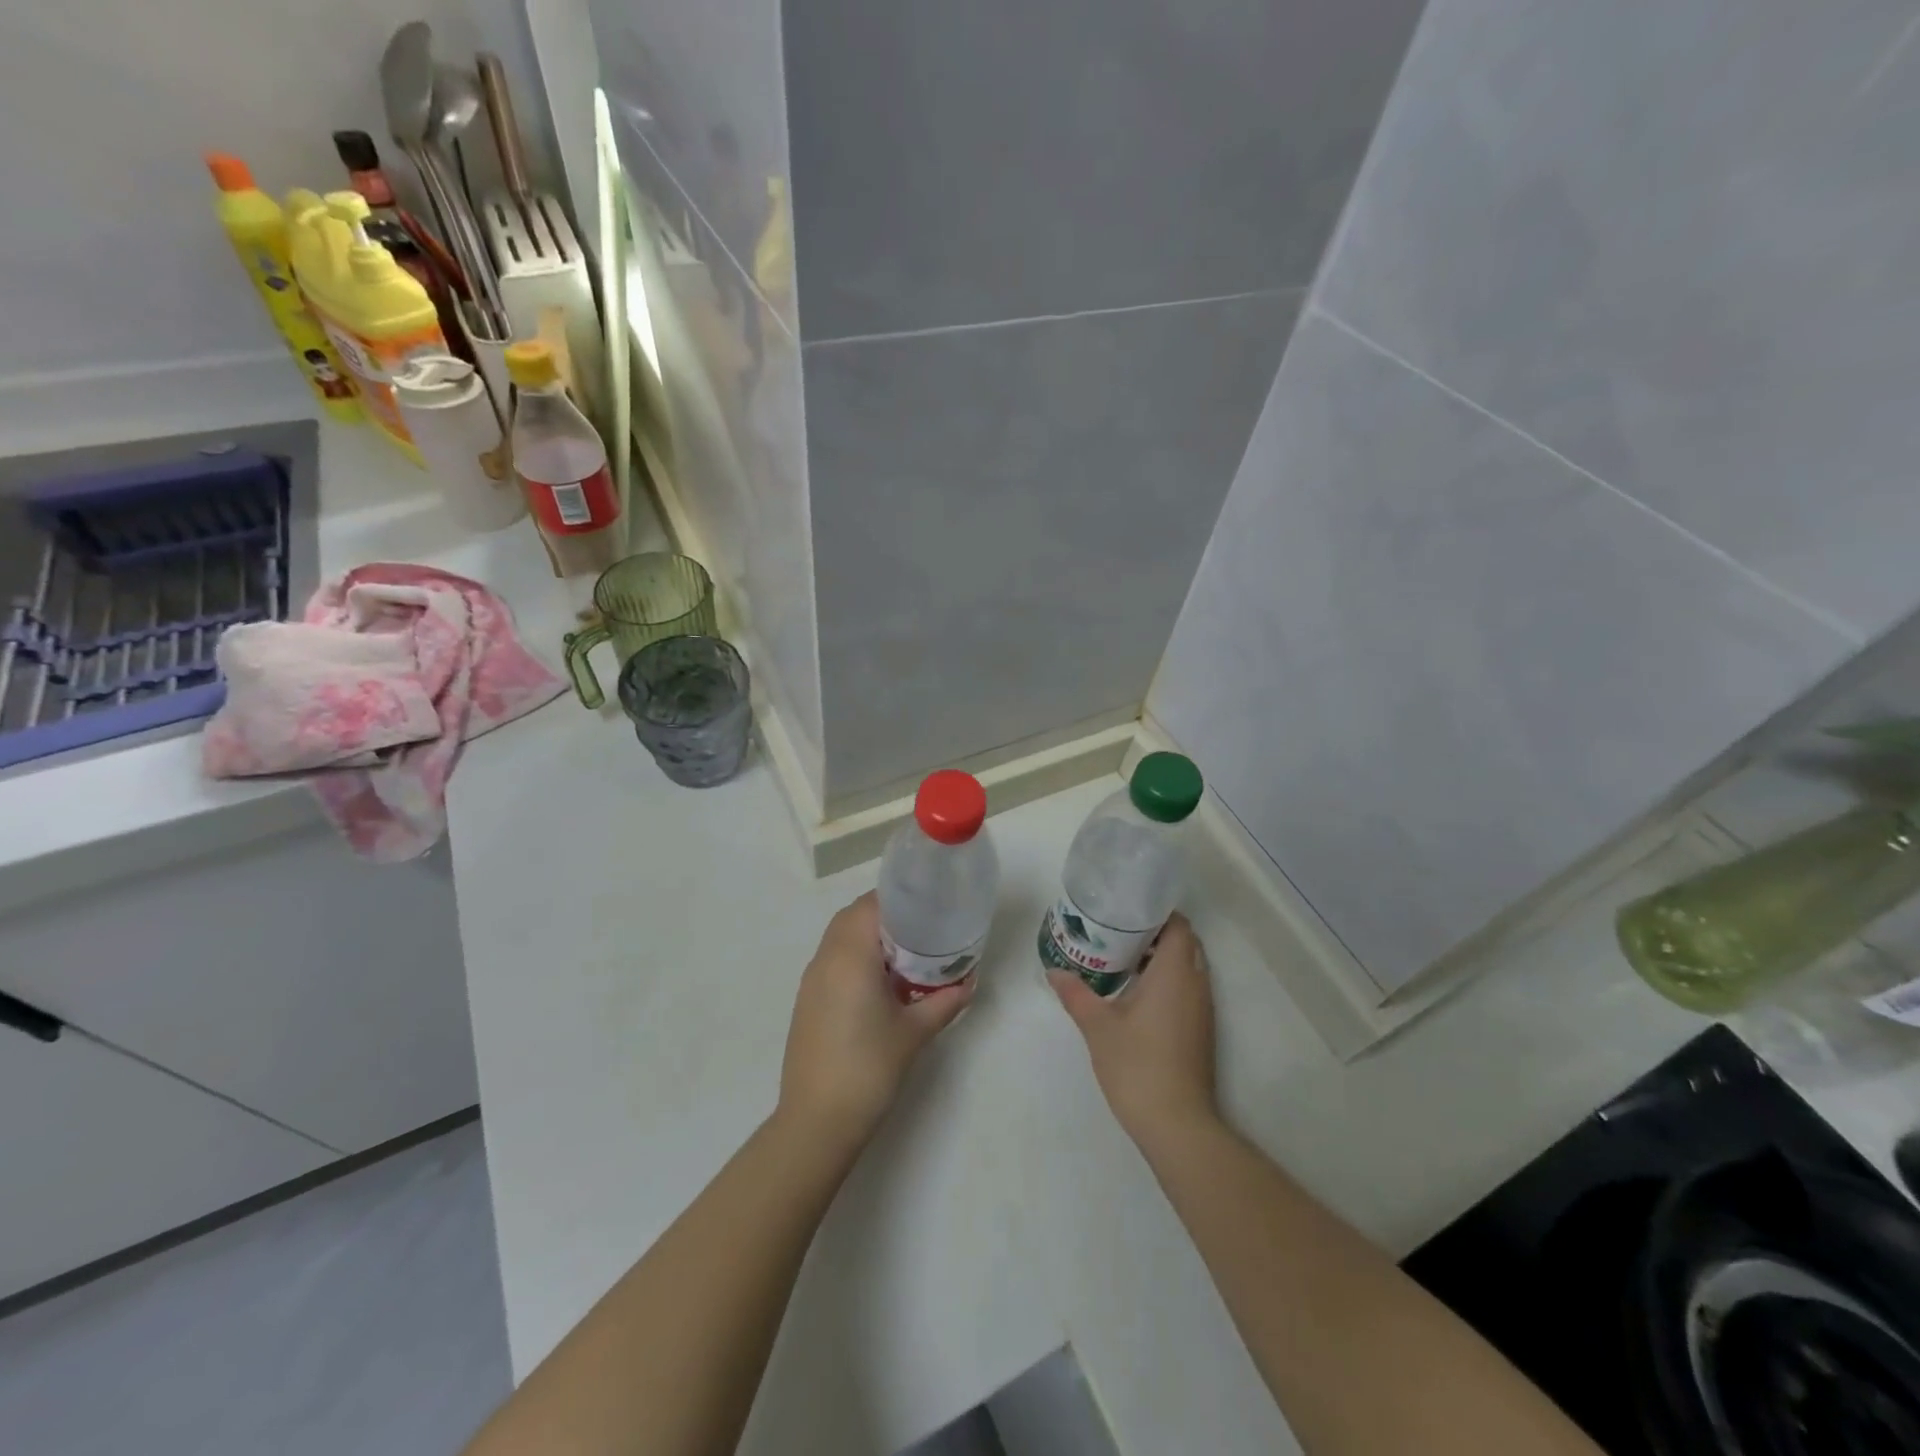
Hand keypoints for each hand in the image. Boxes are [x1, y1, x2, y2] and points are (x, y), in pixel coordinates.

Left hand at [778, 892, 973, 1149]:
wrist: (817, 1121)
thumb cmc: (869, 1068)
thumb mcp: (914, 1032)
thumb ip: (944, 1001)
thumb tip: (969, 982)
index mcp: (850, 955)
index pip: (871, 904)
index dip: (899, 898)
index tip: (928, 906)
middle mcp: (826, 959)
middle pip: (853, 916)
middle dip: (886, 915)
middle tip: (922, 930)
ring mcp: (812, 980)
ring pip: (839, 938)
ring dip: (868, 936)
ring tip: (905, 955)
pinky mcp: (807, 1001)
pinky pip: (832, 961)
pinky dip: (855, 958)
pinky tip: (880, 984)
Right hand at [1048, 912, 1217, 1147]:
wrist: (1177, 1124)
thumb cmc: (1138, 1065)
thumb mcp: (1098, 1026)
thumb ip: (1076, 994)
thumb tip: (1054, 971)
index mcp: (1176, 972)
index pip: (1178, 925)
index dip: (1156, 913)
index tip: (1126, 910)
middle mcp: (1196, 984)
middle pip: (1184, 943)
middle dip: (1155, 933)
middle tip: (1117, 931)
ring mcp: (1203, 1009)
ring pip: (1187, 967)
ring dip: (1161, 959)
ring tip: (1121, 959)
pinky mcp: (1201, 1030)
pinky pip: (1188, 989)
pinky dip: (1167, 981)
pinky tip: (1135, 994)